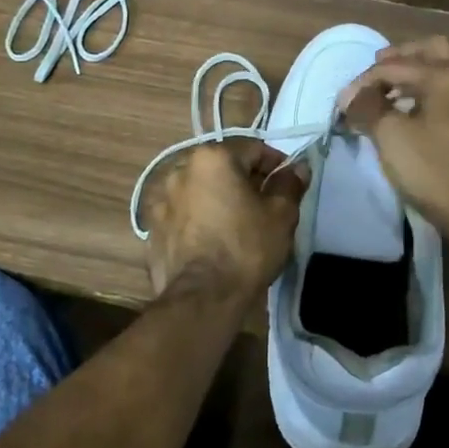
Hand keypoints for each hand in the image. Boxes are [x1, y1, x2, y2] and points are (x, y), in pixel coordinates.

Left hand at [141, 139, 306, 299]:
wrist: (202, 298)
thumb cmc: (247, 248)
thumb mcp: (281, 215)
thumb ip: (290, 184)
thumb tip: (298, 167)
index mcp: (212, 158)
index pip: (253, 149)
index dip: (276, 165)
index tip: (287, 186)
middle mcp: (181, 169)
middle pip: (222, 167)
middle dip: (244, 181)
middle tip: (265, 206)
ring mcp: (161, 198)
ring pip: (199, 190)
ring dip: (217, 199)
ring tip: (235, 225)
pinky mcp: (151, 227)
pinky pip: (182, 214)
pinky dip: (196, 219)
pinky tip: (210, 241)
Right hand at [339, 37, 448, 240]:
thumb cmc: (435, 170)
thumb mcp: (391, 136)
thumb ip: (368, 108)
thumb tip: (351, 96)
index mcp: (447, 74)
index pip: (396, 65)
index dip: (365, 81)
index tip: (344, 102)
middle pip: (433, 50)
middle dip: (401, 58)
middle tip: (377, 73)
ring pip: (448, 70)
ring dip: (419, 74)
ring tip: (392, 94)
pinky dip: (434, 91)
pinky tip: (416, 113)